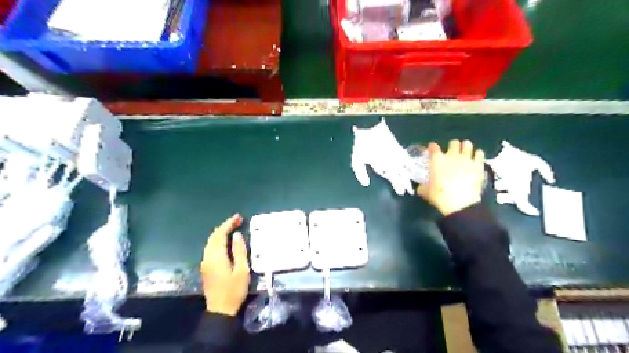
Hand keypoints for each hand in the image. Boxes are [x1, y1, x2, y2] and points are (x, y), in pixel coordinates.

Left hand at [202, 214, 251, 314]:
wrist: (220, 310)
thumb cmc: (234, 290)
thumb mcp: (242, 270)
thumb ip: (239, 251)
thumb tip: (236, 235)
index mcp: (216, 256)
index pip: (220, 234)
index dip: (228, 224)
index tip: (238, 217)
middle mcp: (207, 257)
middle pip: (213, 236)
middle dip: (224, 226)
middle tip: (237, 221)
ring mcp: (205, 263)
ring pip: (210, 242)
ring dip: (220, 233)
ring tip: (232, 228)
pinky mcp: (206, 268)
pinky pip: (210, 248)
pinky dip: (217, 240)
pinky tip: (225, 241)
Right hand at [417, 139, 484, 216]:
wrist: (460, 203)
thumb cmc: (439, 196)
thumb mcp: (427, 193)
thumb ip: (422, 188)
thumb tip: (419, 188)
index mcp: (437, 160)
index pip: (433, 147)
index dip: (432, 147)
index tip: (432, 149)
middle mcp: (452, 155)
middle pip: (453, 143)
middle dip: (452, 146)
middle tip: (452, 152)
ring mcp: (466, 159)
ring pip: (467, 144)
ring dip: (465, 147)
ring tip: (465, 152)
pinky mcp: (478, 165)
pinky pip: (479, 153)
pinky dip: (477, 154)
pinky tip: (476, 158)